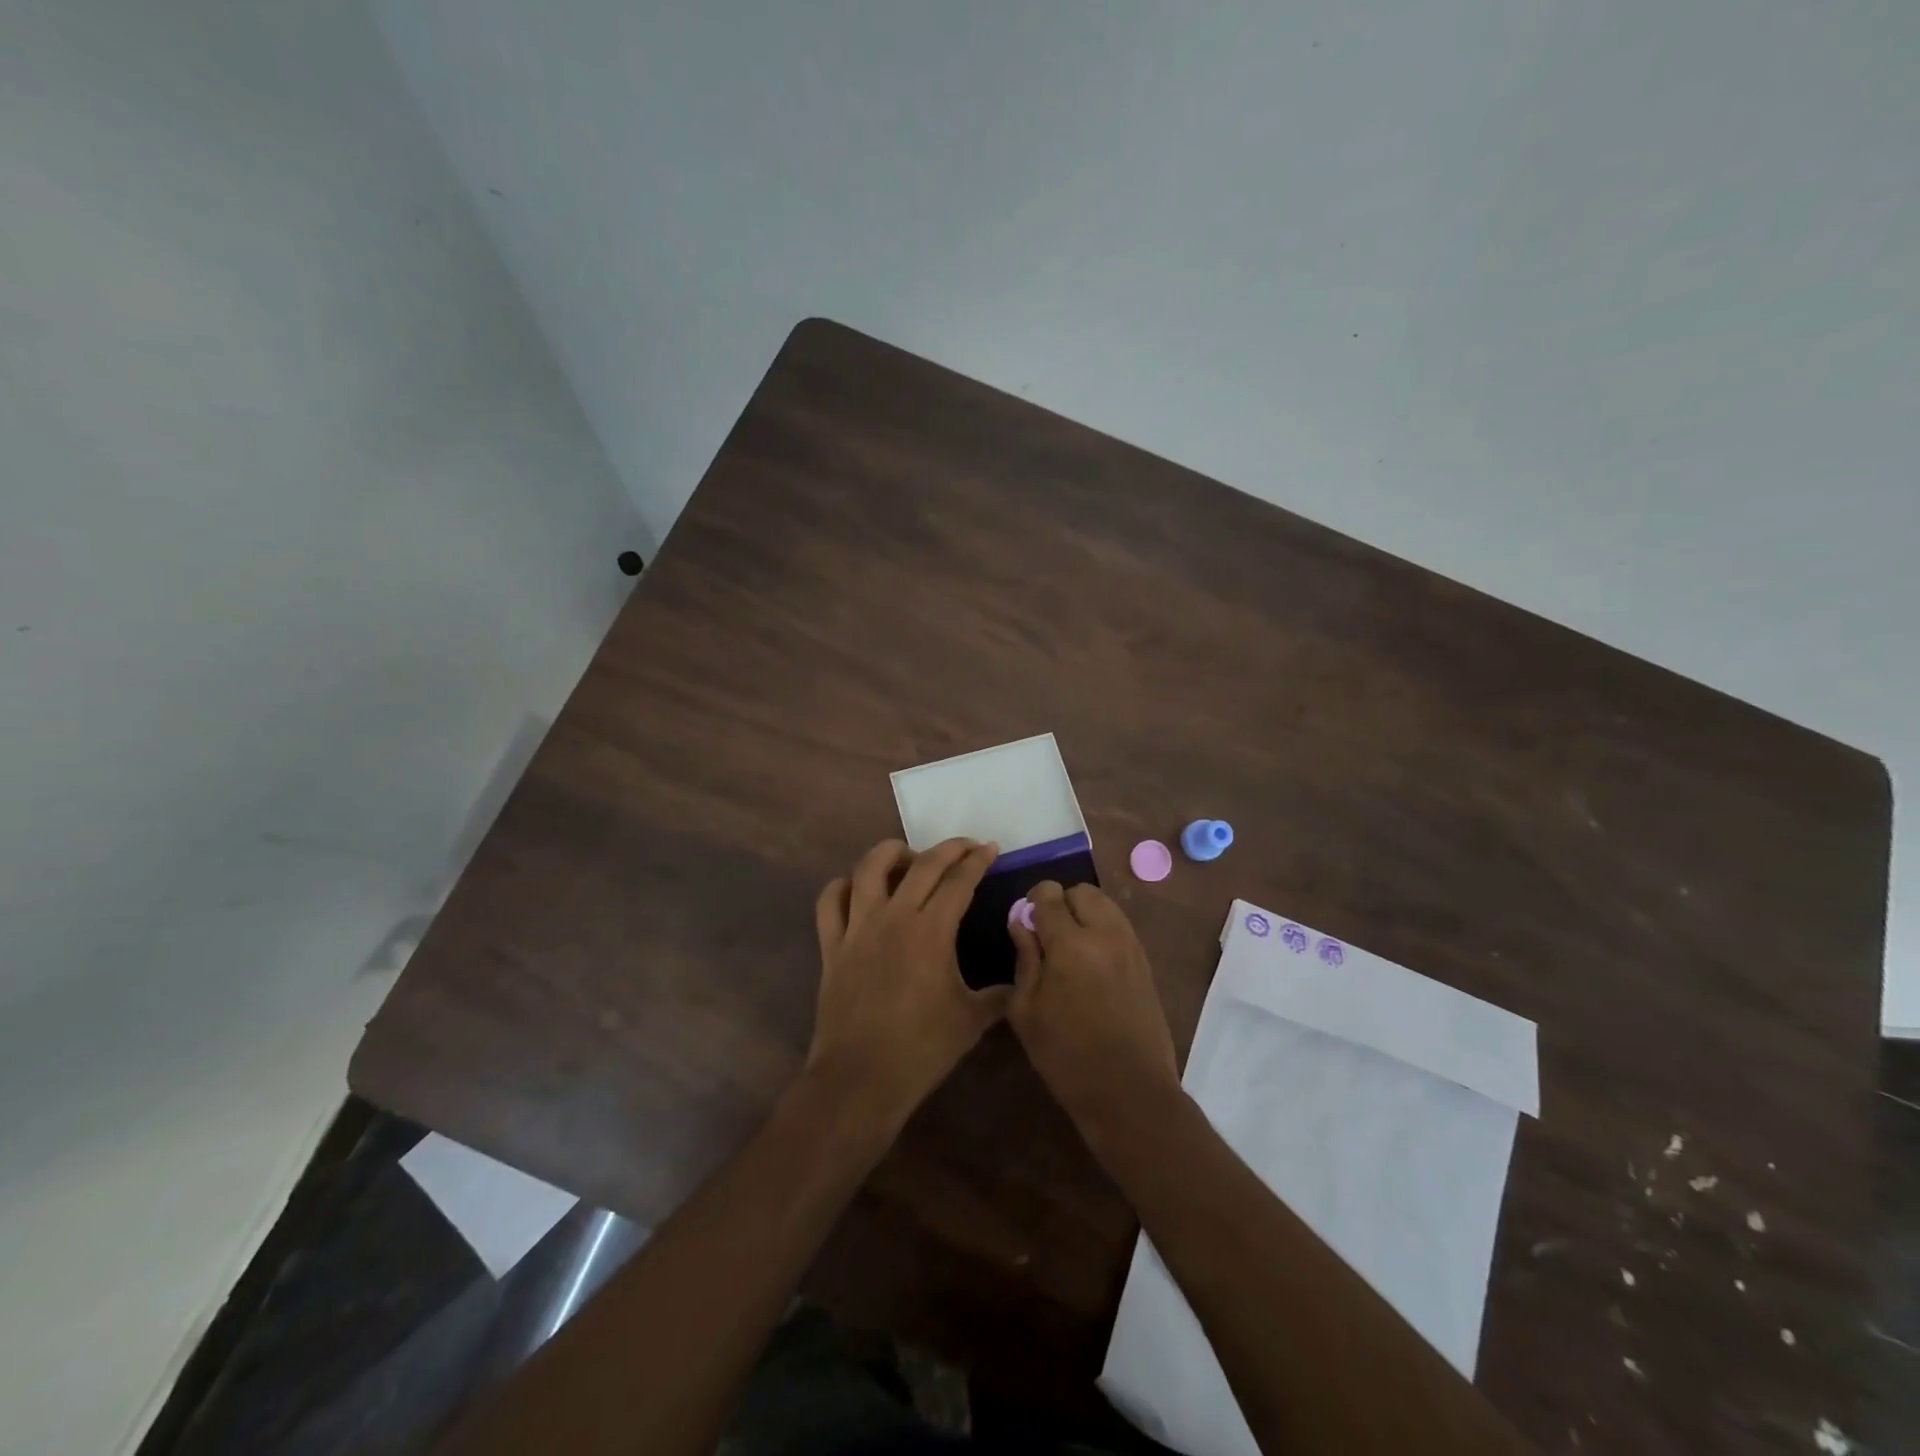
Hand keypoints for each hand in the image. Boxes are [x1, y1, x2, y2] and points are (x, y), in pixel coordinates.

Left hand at [805, 838, 1007, 1138]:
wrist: (861, 1078)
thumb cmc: (921, 1049)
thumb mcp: (971, 1020)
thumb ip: (999, 994)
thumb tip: (1020, 981)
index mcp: (932, 931)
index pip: (959, 880)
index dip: (978, 860)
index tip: (990, 848)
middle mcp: (894, 917)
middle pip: (922, 864)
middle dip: (948, 848)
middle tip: (966, 847)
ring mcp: (858, 928)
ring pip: (869, 868)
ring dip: (892, 853)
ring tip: (908, 857)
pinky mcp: (832, 945)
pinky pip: (830, 901)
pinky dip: (842, 886)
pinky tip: (857, 889)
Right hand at [1008, 881, 1180, 1131]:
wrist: (1129, 1093)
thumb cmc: (1066, 1057)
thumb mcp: (1026, 1010)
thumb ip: (1025, 957)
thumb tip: (1022, 922)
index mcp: (1070, 944)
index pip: (1049, 895)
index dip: (1033, 903)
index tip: (1026, 924)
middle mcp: (1105, 934)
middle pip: (1082, 891)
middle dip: (1062, 904)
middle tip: (1049, 936)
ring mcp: (1131, 946)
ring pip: (1105, 905)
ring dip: (1085, 915)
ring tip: (1071, 950)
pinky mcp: (1145, 962)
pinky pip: (1120, 927)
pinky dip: (1103, 931)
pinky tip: (1092, 965)